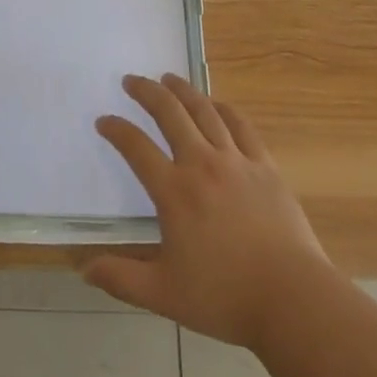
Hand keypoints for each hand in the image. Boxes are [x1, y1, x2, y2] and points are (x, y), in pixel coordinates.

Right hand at [83, 73, 330, 346]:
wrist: (292, 299)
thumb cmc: (225, 297)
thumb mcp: (164, 295)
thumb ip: (122, 279)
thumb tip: (84, 269)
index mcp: (174, 192)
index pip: (136, 148)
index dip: (116, 130)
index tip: (103, 120)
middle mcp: (201, 164)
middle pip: (169, 114)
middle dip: (147, 92)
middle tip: (132, 80)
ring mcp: (236, 161)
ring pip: (204, 111)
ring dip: (183, 90)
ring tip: (168, 78)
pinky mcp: (264, 166)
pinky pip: (241, 126)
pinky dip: (224, 108)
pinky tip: (216, 104)